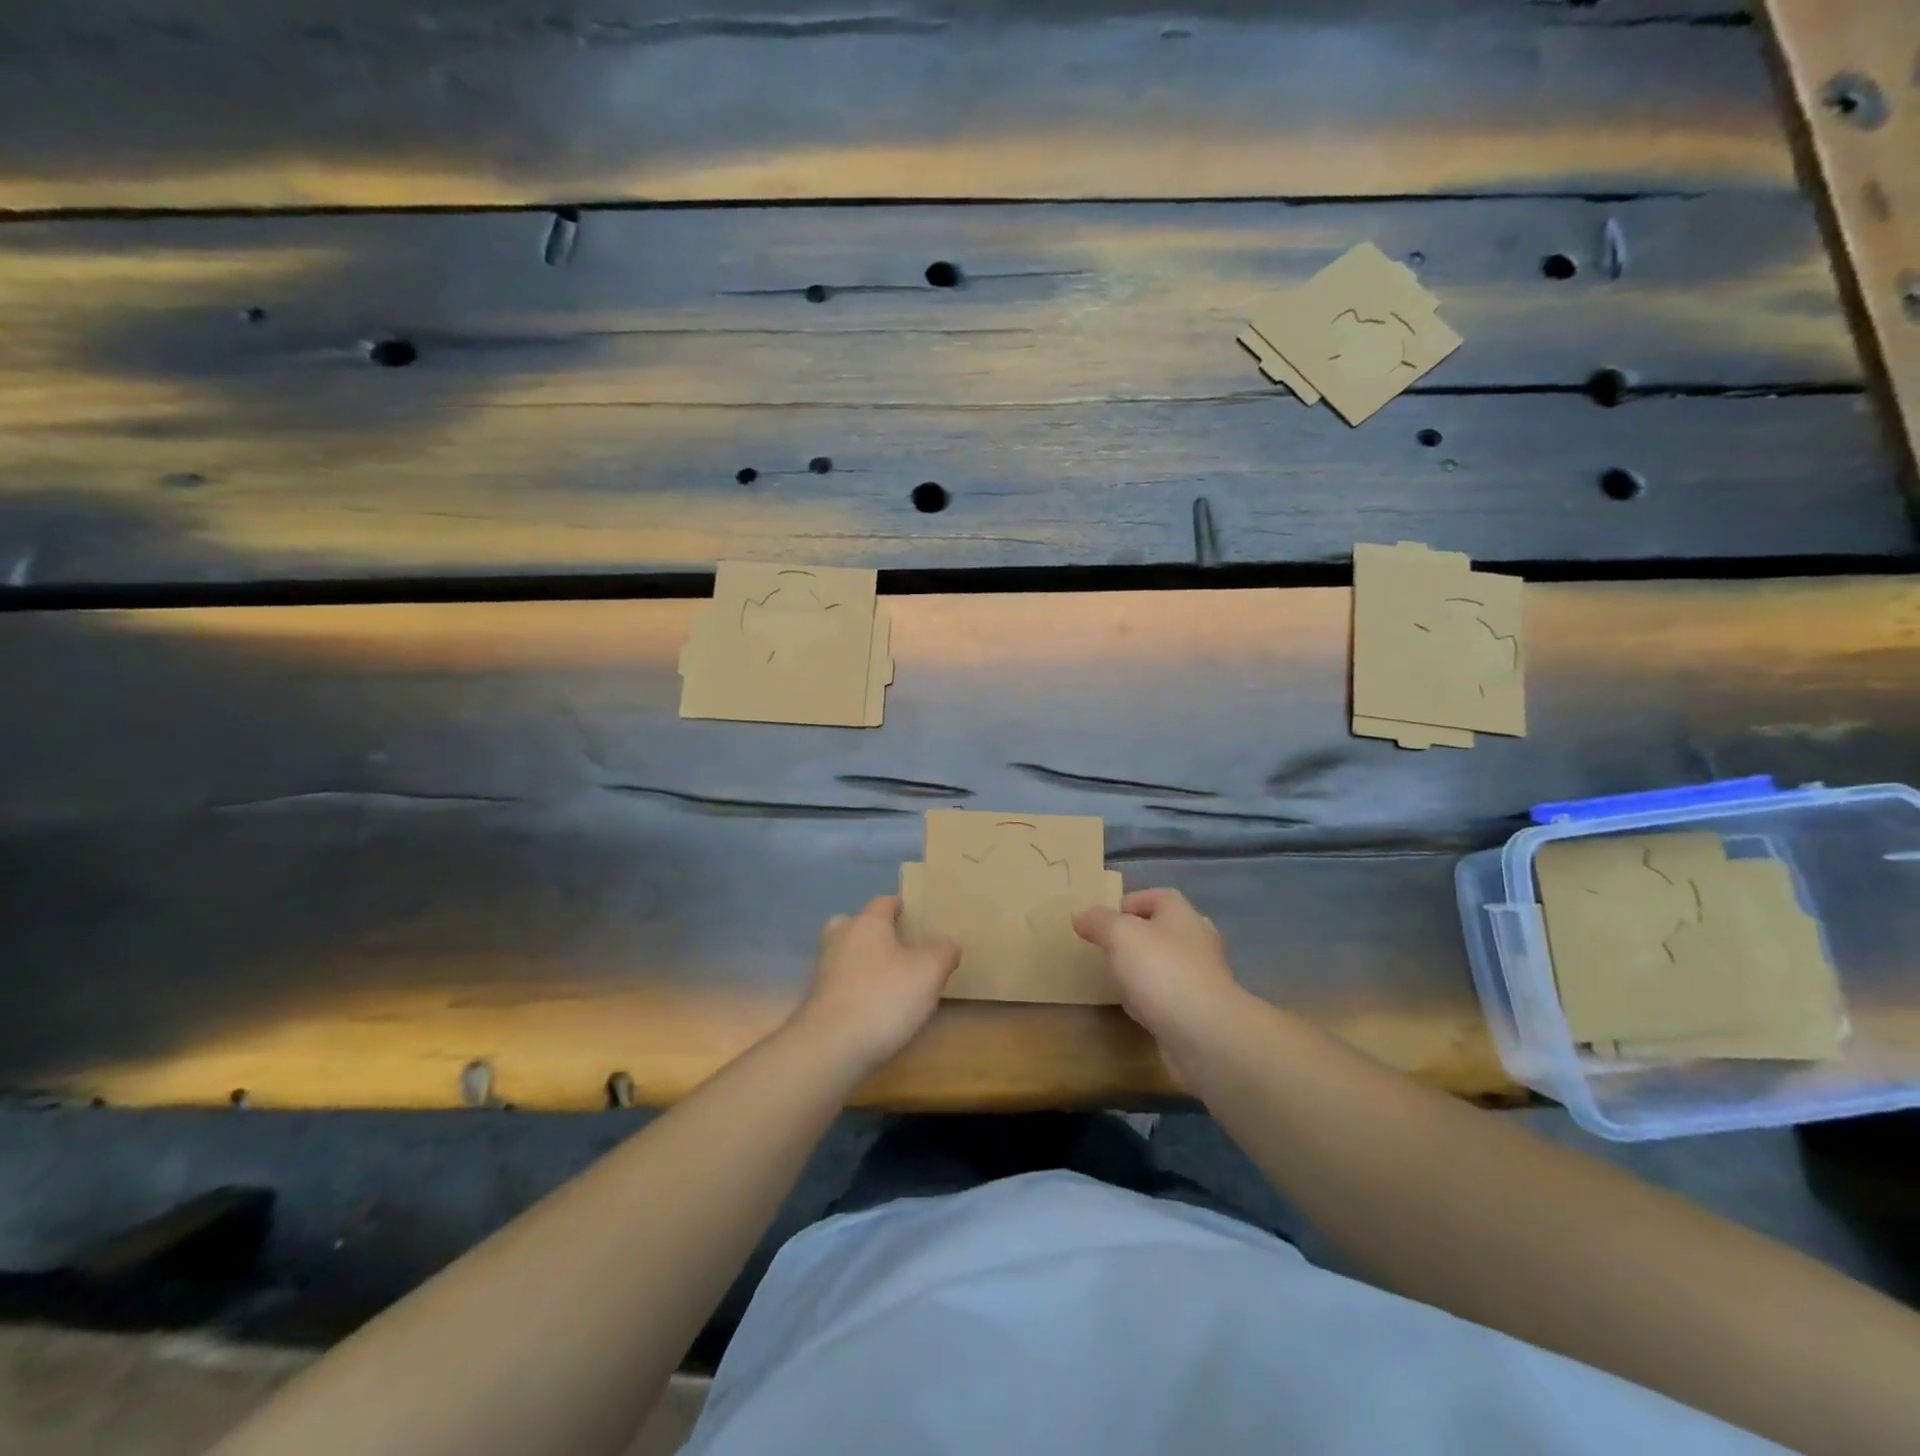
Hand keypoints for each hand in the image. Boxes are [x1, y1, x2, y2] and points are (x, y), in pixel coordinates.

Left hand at [793, 895, 960, 1074]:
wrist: (832, 1047)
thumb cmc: (884, 997)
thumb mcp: (929, 972)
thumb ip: (943, 952)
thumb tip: (948, 943)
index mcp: (866, 923)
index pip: (883, 902)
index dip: (900, 906)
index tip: (915, 915)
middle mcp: (840, 939)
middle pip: (854, 924)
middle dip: (873, 931)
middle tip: (897, 945)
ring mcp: (824, 970)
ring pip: (844, 953)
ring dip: (862, 960)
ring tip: (888, 978)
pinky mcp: (817, 1001)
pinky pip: (840, 983)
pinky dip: (854, 987)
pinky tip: (873, 1006)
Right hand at [1074, 888, 1245, 1082]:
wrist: (1205, 1034)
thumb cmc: (1162, 971)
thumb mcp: (1120, 935)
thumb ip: (1098, 921)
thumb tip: (1081, 915)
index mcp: (1182, 914)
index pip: (1156, 896)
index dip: (1128, 903)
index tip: (1101, 920)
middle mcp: (1197, 941)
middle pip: (1162, 930)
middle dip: (1135, 938)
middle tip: (1106, 948)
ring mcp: (1202, 978)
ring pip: (1165, 965)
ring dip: (1143, 970)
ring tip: (1116, 978)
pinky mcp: (1200, 1011)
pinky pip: (1169, 997)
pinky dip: (1152, 1000)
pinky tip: (1135, 1010)